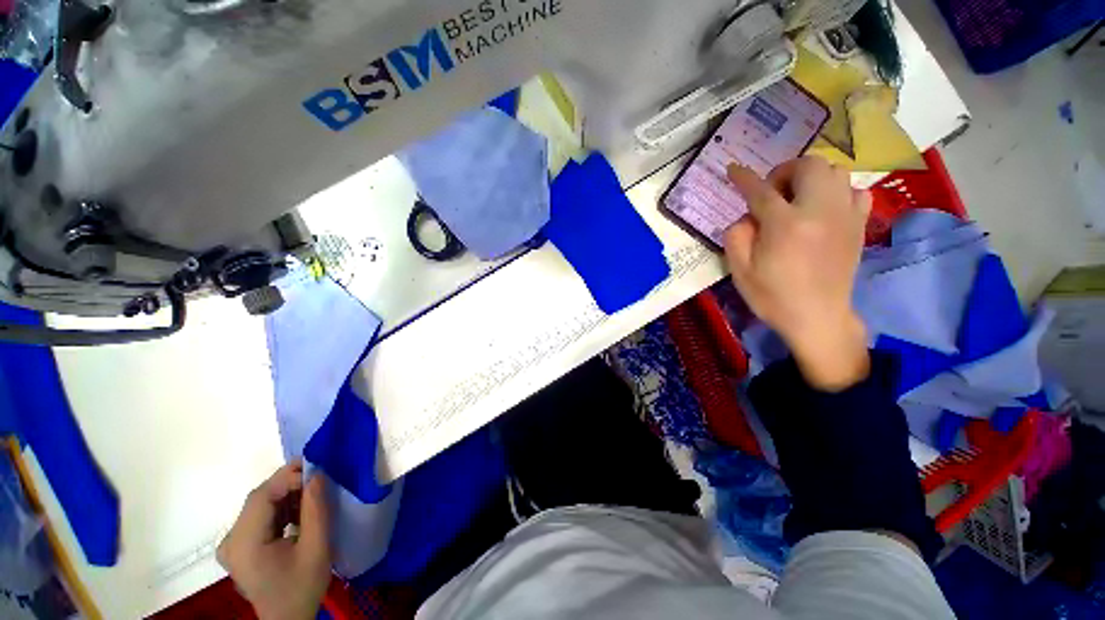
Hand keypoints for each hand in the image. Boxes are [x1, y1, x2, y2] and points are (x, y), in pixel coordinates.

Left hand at [218, 462, 331, 619]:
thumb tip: (317, 474)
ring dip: (287, 495)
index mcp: (245, 544)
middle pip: (258, 499)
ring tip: (313, 494)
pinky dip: (281, 508)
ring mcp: (232, 544)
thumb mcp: (316, 548)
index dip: (288, 477)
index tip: (318, 470)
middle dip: (289, 484)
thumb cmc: (303, 586)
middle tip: (319, 477)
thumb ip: (316, 510)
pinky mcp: (239, 547)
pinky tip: (299, 512)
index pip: (261, 497)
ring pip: (260, 505)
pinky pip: (259, 517)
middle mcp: (231, 541)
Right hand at [723, 157, 871, 390]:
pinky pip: (855, 191)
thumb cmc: (772, 296)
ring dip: (811, 177)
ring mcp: (845, 216)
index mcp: (785, 225)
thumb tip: (747, 216)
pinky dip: (837, 190)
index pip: (761, 191)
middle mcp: (820, 212)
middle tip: (772, 191)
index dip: (744, 178)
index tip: (733, 169)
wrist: (817, 317)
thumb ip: (736, 235)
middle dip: (785, 171)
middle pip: (809, 166)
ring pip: (835, 171)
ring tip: (797, 198)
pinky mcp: (859, 225)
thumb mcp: (739, 270)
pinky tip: (824, 207)